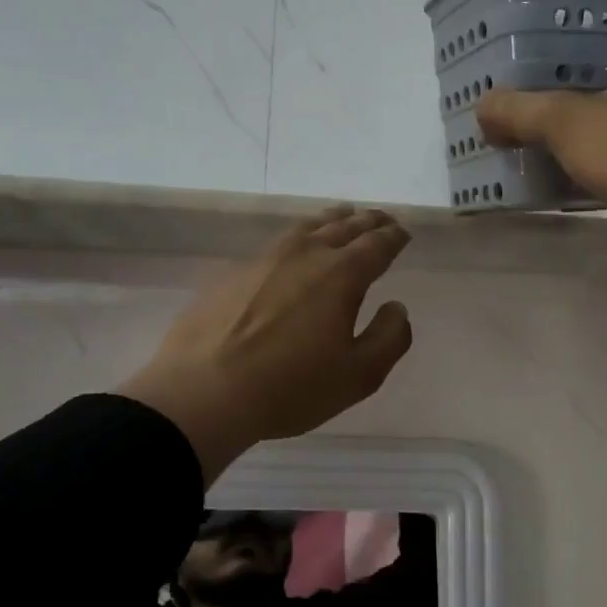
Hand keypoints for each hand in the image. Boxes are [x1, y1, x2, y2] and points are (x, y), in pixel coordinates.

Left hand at [119, 206, 413, 481]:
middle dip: (367, 221)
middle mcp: (305, 254)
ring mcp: (265, 258)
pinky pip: (277, 242)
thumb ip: (389, 337)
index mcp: (341, 274)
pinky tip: (293, 249)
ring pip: (307, 227)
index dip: (393, 237)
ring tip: (342, 216)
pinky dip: (298, 237)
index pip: (377, 244)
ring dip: (331, 220)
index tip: (402, 233)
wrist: (204, 390)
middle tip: (381, 218)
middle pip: (344, 227)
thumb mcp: (358, 375)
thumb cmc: (291, 386)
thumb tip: (397, 307)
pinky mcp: (234, 272)